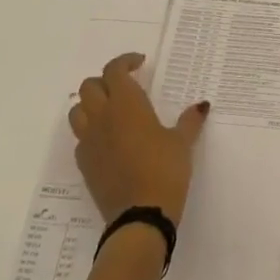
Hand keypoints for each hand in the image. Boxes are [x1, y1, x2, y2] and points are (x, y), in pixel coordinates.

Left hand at [68, 52, 209, 224]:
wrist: (139, 218)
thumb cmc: (164, 170)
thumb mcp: (181, 143)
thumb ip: (189, 121)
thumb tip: (202, 105)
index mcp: (126, 104)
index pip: (114, 70)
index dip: (125, 61)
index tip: (140, 63)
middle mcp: (102, 117)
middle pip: (89, 86)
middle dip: (105, 81)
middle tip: (125, 87)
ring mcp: (89, 142)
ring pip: (78, 111)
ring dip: (91, 105)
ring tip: (110, 111)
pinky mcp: (84, 165)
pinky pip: (80, 138)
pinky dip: (90, 132)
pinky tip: (108, 141)